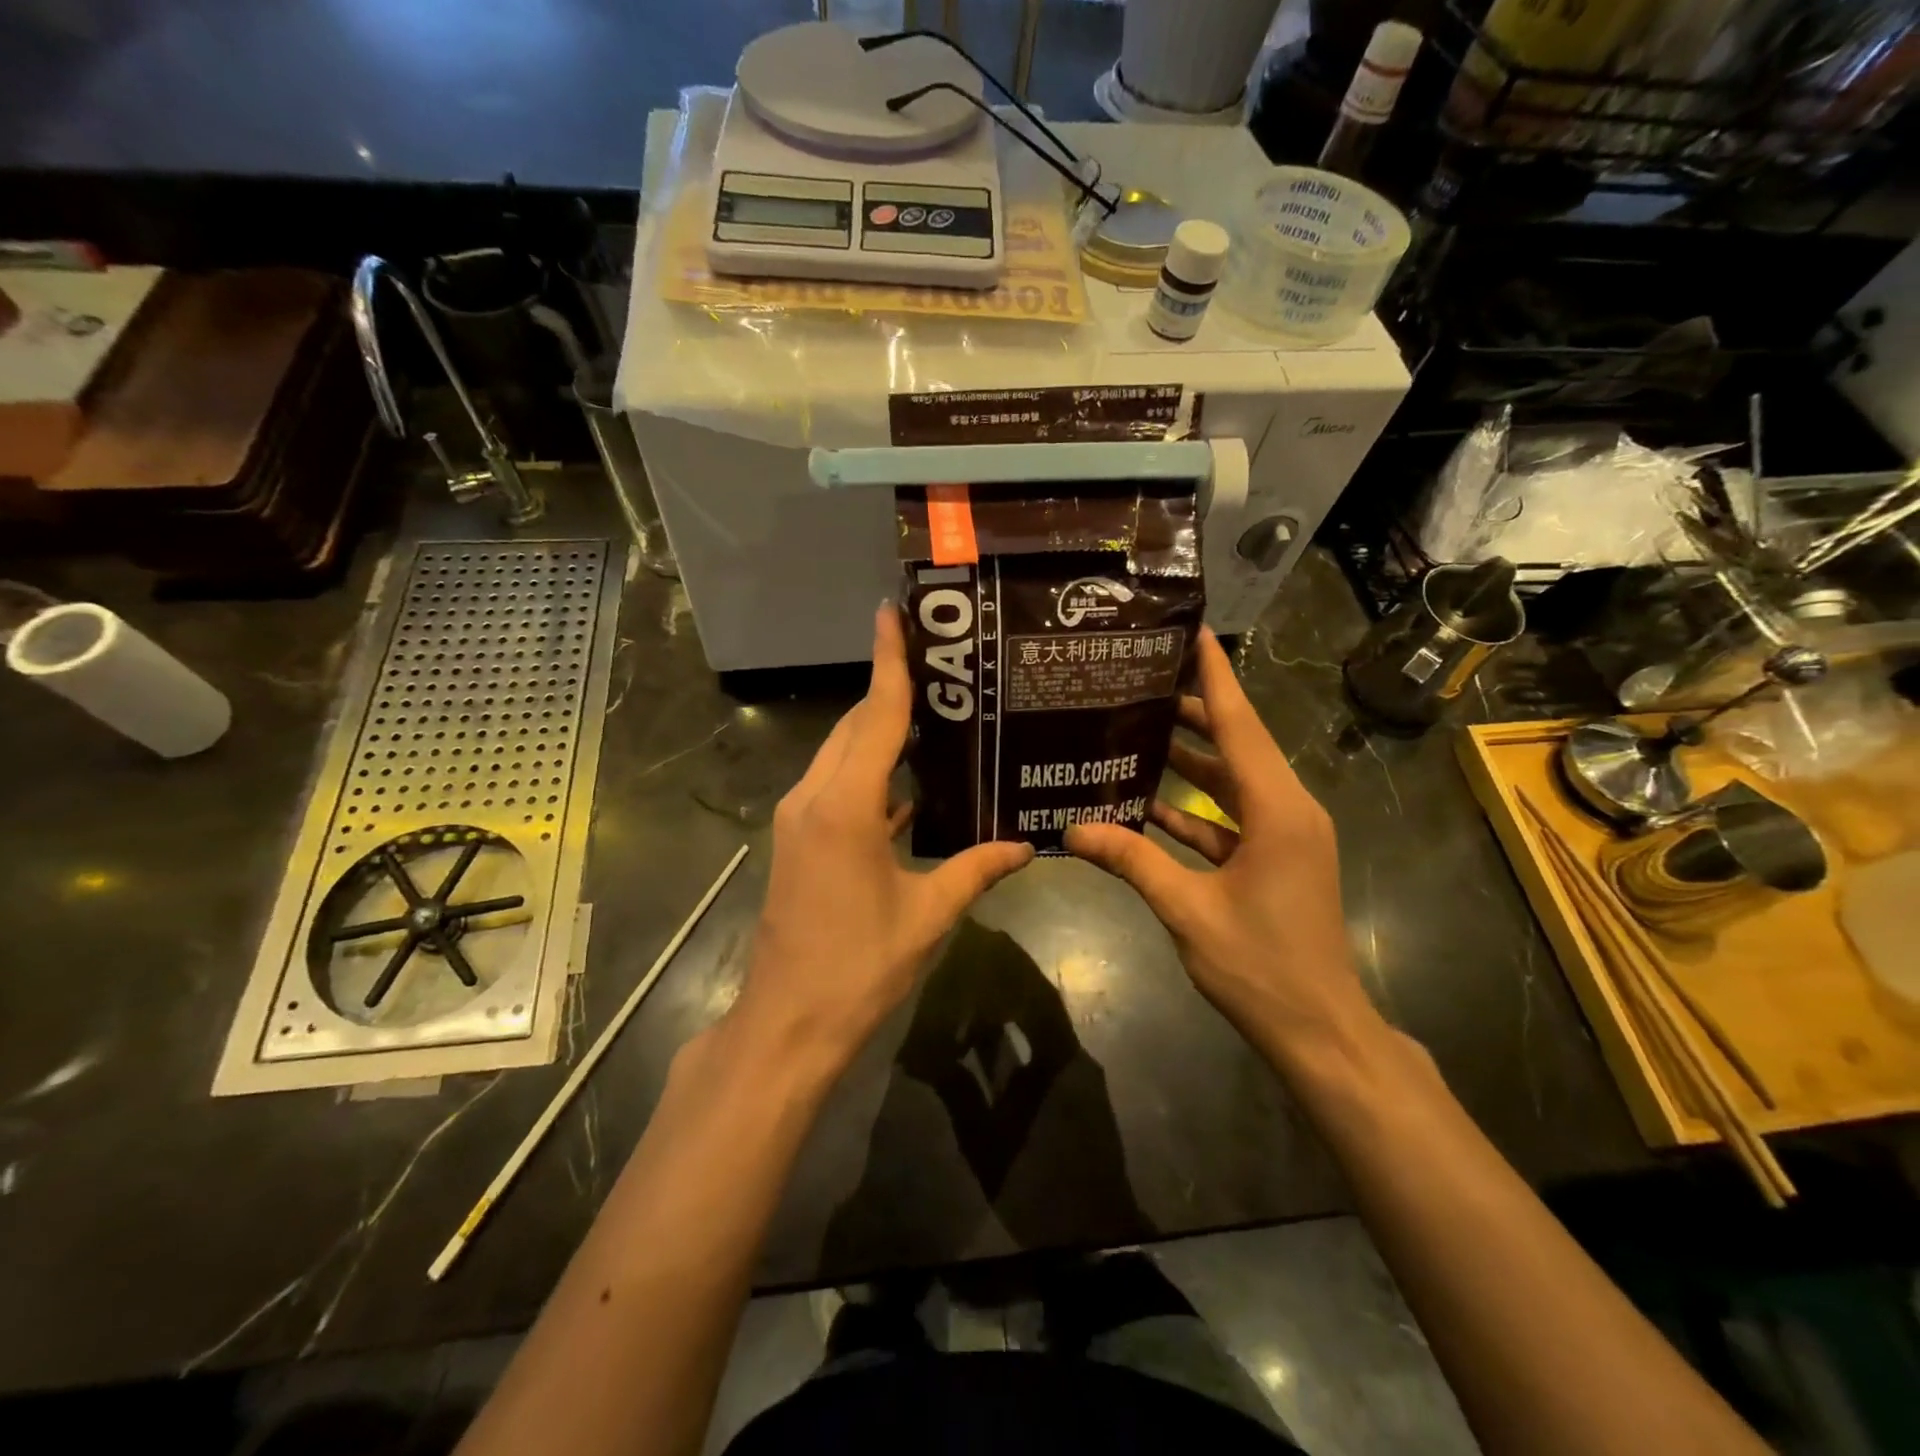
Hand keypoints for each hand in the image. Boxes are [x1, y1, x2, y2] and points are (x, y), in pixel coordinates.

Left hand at [733, 605, 1033, 1073]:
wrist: (787, 1023)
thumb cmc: (860, 966)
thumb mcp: (928, 915)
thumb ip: (977, 870)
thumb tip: (1027, 846)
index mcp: (845, 806)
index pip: (875, 716)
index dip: (888, 662)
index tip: (891, 612)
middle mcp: (814, 798)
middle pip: (855, 727)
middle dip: (891, 693)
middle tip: (943, 667)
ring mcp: (798, 818)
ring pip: (842, 754)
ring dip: (879, 732)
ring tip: (935, 715)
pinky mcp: (798, 840)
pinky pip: (837, 786)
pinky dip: (869, 772)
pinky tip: (909, 782)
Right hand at [1064, 628, 1379, 1065]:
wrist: (1319, 1029)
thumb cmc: (1260, 966)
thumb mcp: (1188, 910)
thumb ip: (1132, 861)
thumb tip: (1071, 830)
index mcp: (1277, 810)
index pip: (1240, 725)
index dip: (1215, 676)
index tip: (1192, 632)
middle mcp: (1288, 810)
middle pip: (1235, 745)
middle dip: (1191, 712)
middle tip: (1138, 682)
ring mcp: (1284, 836)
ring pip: (1232, 782)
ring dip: (1190, 760)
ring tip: (1136, 729)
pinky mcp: (1276, 859)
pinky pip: (1231, 818)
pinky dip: (1195, 808)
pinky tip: (1149, 802)